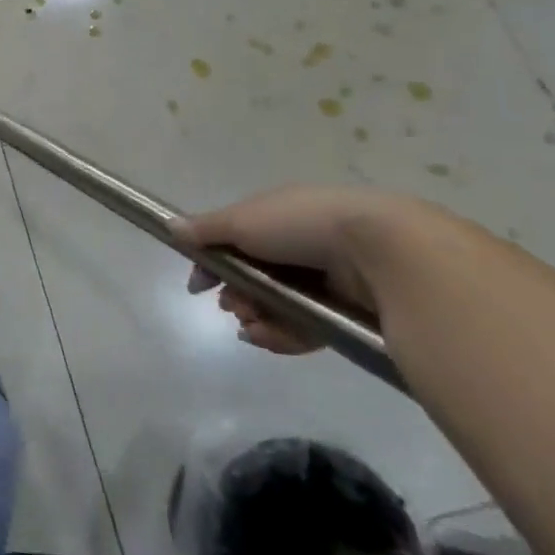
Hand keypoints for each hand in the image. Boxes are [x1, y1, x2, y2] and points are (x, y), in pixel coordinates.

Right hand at [184, 185, 449, 354]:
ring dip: (255, 316)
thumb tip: (172, 227)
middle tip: (231, 306)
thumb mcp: (243, 220)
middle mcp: (301, 246)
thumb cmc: (302, 225)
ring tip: (251, 324)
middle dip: (236, 294)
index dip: (213, 262)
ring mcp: (325, 281)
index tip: (198, 284)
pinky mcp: (345, 313)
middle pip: (254, 276)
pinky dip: (282, 335)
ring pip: (277, 305)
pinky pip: (305, 328)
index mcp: (278, 217)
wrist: (383, 251)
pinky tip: (265, 337)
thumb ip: (206, 229)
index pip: (236, 241)